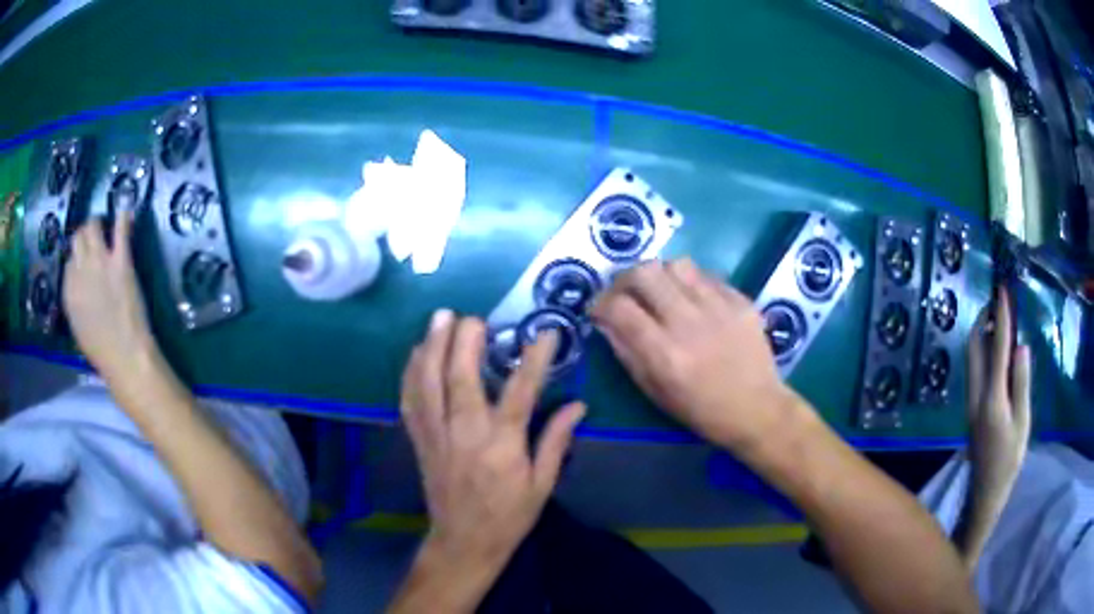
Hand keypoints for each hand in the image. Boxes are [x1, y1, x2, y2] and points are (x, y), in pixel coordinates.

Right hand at [62, 214, 154, 378]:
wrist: (125, 356)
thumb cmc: (102, 352)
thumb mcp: (78, 328)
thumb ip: (75, 301)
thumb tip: (77, 285)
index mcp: (68, 292)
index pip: (68, 262)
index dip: (76, 260)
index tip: (83, 261)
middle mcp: (80, 270)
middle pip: (78, 238)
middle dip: (84, 236)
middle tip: (93, 239)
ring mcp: (100, 262)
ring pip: (93, 226)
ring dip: (98, 224)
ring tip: (105, 226)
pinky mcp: (120, 260)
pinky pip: (120, 230)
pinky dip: (123, 218)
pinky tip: (126, 212)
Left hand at [400, 311, 584, 568]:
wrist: (464, 541)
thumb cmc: (509, 515)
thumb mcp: (542, 484)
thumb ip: (556, 442)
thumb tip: (578, 406)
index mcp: (502, 445)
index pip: (520, 392)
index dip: (534, 359)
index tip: (545, 333)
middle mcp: (465, 433)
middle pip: (461, 377)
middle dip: (465, 341)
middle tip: (474, 317)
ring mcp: (436, 435)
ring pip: (429, 382)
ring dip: (432, 346)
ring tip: (440, 318)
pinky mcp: (420, 440)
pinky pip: (410, 400)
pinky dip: (411, 373)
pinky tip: (417, 352)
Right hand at [590, 259, 801, 450]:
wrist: (758, 409)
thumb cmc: (702, 411)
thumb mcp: (655, 392)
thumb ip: (627, 353)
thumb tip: (606, 321)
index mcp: (665, 354)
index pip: (619, 308)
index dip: (601, 303)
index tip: (600, 310)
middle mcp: (689, 323)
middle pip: (645, 272)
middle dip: (626, 279)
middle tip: (627, 293)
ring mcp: (718, 307)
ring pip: (676, 264)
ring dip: (660, 275)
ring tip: (662, 292)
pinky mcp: (740, 300)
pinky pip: (706, 275)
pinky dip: (690, 282)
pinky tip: (693, 299)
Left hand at [966, 288, 1030, 506]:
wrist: (985, 493)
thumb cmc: (1008, 462)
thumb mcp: (1022, 424)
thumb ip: (1021, 384)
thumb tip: (1020, 346)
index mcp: (992, 399)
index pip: (996, 348)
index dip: (1000, 317)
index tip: (1002, 290)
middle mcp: (976, 397)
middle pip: (974, 347)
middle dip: (984, 319)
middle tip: (998, 300)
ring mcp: (970, 403)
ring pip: (971, 358)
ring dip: (982, 333)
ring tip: (998, 317)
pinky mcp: (971, 409)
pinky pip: (975, 370)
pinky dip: (983, 350)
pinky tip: (995, 347)